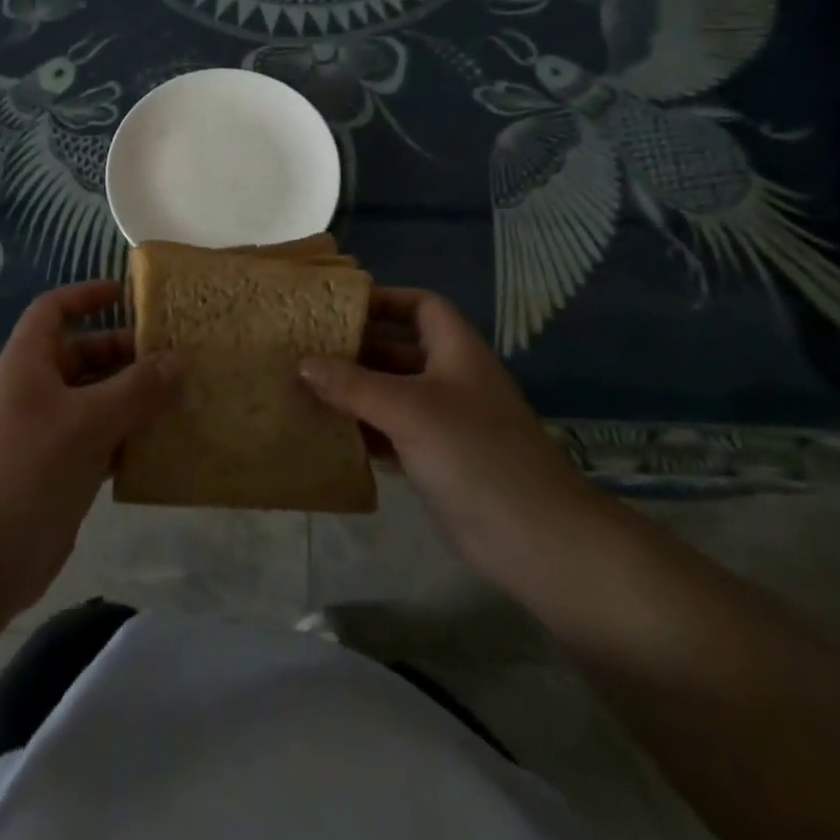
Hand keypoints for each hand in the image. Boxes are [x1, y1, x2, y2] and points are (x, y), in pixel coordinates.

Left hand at [0, 279, 175, 613]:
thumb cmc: (30, 469)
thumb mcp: (89, 421)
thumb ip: (136, 389)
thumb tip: (177, 361)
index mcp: (28, 363)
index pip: (53, 310)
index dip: (85, 296)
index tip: (125, 294)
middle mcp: (35, 390)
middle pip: (81, 354)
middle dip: (123, 352)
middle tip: (171, 356)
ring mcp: (46, 432)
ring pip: (94, 399)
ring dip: (131, 397)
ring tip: (178, 396)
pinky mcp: (58, 470)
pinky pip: (98, 439)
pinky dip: (126, 436)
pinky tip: (161, 443)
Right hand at [299, 288, 603, 585]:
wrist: (536, 540)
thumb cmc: (474, 454)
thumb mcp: (409, 410)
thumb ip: (353, 385)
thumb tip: (303, 362)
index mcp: (456, 351)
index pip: (421, 305)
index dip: (384, 300)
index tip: (339, 307)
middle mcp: (451, 379)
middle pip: (398, 349)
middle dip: (356, 349)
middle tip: (305, 349)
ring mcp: (445, 422)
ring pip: (391, 393)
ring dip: (353, 392)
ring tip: (305, 389)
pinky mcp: (437, 460)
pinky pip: (391, 432)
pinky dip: (363, 430)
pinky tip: (328, 433)